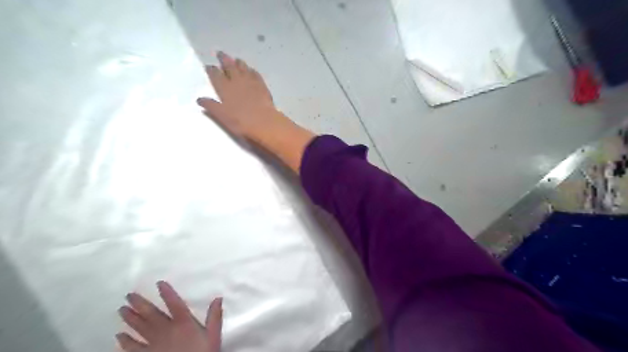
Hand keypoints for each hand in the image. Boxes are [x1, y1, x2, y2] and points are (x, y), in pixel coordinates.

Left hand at [116, 282, 221, 351]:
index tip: (158, 283)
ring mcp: (154, 344)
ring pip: (140, 328)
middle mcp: (167, 330)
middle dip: (140, 304)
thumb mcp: (213, 335)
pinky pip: (133, 348)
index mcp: (183, 322)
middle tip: (129, 295)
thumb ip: (214, 317)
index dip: (167, 292)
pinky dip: (125, 342)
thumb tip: (218, 298)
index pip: (174, 303)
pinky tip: (119, 336)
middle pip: (152, 314)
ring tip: (122, 309)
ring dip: (130, 318)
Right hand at [197, 51, 287, 141]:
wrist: (264, 122)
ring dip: (238, 63)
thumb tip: (199, 99)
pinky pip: (256, 75)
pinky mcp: (262, 86)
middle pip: (229, 66)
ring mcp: (251, 82)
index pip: (215, 75)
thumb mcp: (222, 116)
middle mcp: (237, 81)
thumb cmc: (241, 121)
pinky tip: (252, 70)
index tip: (209, 66)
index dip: (211, 70)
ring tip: (236, 59)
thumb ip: (211, 106)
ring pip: (243, 68)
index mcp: (224, 88)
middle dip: (224, 59)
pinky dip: (252, 71)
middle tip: (220, 53)